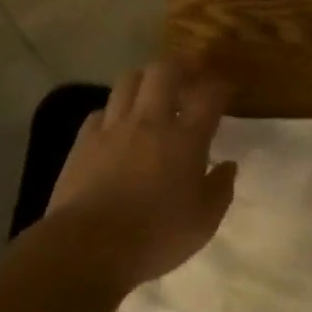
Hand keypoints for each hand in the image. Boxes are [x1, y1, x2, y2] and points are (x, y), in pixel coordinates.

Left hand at [46, 58, 236, 289]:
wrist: (88, 247)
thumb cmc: (155, 236)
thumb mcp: (203, 222)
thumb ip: (220, 189)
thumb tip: (228, 165)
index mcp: (185, 139)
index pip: (208, 95)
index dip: (220, 85)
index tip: (226, 88)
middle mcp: (149, 121)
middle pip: (165, 71)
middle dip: (182, 64)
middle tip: (192, 73)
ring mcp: (113, 127)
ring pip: (129, 80)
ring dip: (146, 79)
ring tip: (154, 91)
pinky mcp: (83, 140)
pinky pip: (101, 110)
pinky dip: (114, 110)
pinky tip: (118, 124)